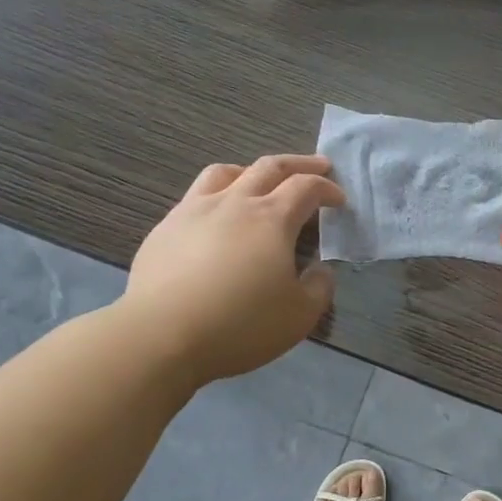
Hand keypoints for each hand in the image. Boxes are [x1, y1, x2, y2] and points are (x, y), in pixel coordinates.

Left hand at [122, 155, 343, 387]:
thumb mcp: (300, 315)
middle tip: (317, 167)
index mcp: (271, 219)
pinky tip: (216, 219)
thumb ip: (319, 287)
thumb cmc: (241, 325)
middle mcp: (234, 203)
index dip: (327, 189)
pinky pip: (195, 197)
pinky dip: (216, 196)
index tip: (339, 199)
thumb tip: (320, 270)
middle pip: (269, 167)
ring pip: (225, 173)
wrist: (162, 336)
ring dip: (251, 171)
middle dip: (299, 164)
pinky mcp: (165, 229)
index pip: (306, 188)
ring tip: (259, 181)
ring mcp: (193, 211)